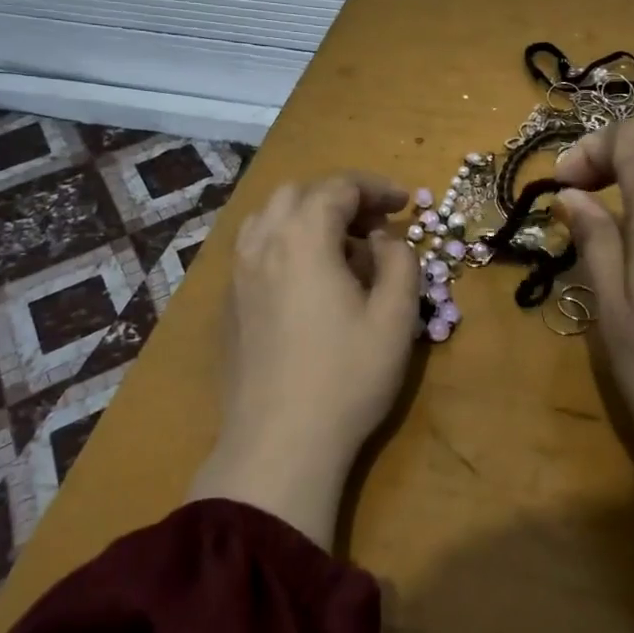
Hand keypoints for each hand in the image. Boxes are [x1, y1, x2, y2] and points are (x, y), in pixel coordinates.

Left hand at [187, 173, 418, 546]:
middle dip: (339, 197)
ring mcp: (238, 275)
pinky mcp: (229, 306)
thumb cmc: (346, 377)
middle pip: (298, 194)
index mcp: (303, 238)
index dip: (375, 188)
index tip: (404, 204)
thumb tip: (382, 239)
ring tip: (338, 247)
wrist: (278, 444)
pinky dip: (284, 243)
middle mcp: (263, 245)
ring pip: (268, 218)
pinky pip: (254, 250)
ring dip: (306, 217)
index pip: (338, 188)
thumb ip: (399, 262)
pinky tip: (306, 279)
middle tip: (373, 225)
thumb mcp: (395, 318)